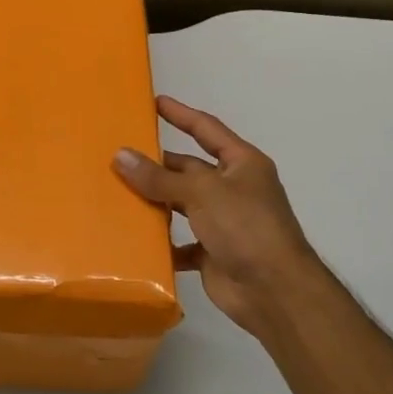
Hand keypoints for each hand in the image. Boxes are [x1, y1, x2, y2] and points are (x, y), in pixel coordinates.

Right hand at [113, 95, 320, 341]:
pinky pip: (181, 241)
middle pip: (189, 169)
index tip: (155, 102)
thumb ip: (159, 177)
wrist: (275, 292)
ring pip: (182, 204)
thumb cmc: (245, 227)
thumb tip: (120, 155)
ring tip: (117, 192)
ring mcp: (224, 222)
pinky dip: (162, 241)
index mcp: (242, 164)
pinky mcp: (213, 252)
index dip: (181, 114)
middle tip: (120, 155)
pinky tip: (135, 238)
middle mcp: (234, 188)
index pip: (207, 129)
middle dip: (158, 164)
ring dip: (156, 201)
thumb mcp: (201, 193)